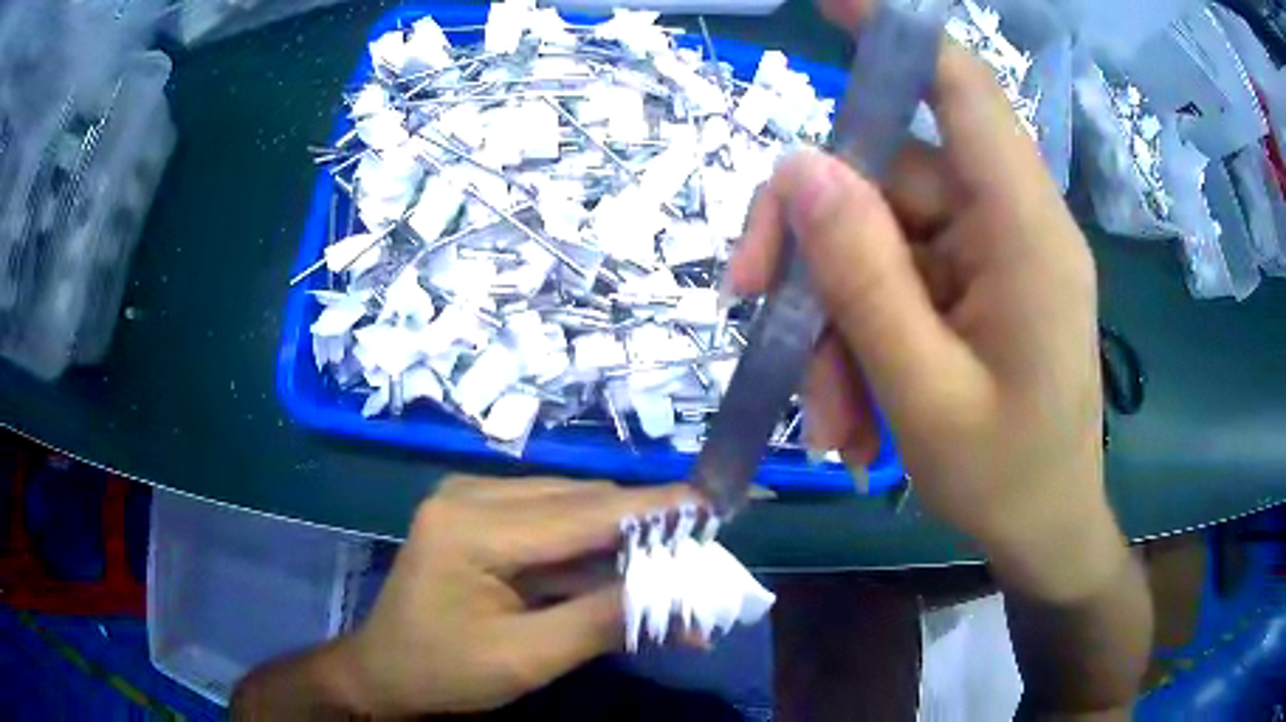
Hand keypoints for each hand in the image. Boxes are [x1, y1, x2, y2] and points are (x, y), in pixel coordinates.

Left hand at [327, 476, 693, 715]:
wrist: (386, 672)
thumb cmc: (444, 671)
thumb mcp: (525, 659)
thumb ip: (601, 621)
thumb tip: (681, 597)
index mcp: (469, 527)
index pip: (579, 514)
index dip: (651, 511)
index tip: (711, 504)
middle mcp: (470, 495)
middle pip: (578, 504)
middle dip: (642, 533)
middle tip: (699, 558)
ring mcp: (471, 501)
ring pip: (570, 511)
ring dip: (620, 544)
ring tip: (672, 574)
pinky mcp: (479, 517)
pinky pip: (549, 525)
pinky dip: (590, 553)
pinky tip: (623, 576)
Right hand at [729, 0, 1122, 601]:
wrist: (1045, 535)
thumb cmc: (1005, 480)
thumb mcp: (922, 392)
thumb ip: (862, 275)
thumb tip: (798, 167)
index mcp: (1024, 232)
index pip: (963, 90)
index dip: (897, 34)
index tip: (829, 3)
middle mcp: (1010, 224)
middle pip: (888, 180)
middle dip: (815, 248)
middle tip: (757, 315)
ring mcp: (993, 257)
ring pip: (881, 244)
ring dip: (836, 324)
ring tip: (831, 419)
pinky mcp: (978, 291)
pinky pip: (900, 286)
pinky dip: (864, 343)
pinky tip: (855, 418)